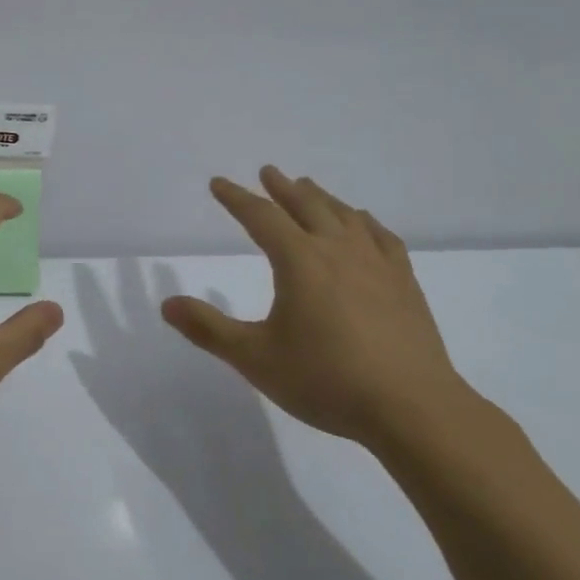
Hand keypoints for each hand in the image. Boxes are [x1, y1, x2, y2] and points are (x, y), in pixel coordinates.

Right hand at [161, 166, 473, 445]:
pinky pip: (381, 237)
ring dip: (322, 198)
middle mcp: (337, 250)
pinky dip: (365, 222)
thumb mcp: (255, 358)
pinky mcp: (405, 282)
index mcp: (299, 260)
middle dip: (282, 188)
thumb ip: (208, 329)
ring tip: (309, 188)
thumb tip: (166, 304)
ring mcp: (376, 263)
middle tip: (268, 172)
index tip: (219, 184)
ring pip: (344, 215)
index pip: (260, 217)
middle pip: (306, 206)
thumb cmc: (326, 380)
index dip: (236, 198)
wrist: (412, 408)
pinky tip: (363, 224)